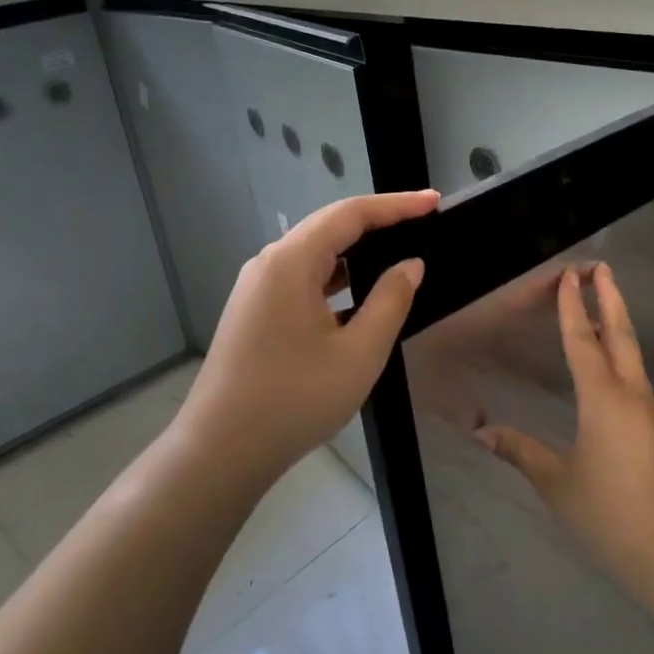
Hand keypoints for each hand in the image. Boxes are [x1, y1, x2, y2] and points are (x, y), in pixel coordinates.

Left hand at [179, 190, 436, 480]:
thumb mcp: (358, 353)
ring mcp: (257, 288)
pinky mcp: (254, 311)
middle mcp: (269, 264)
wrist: (220, 452)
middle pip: (329, 227)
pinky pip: (302, 277)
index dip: (396, 205)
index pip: (350, 214)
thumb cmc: (294, 400)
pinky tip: (360, 290)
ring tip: (398, 251)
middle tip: (423, 222)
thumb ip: (390, 301)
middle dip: (378, 221)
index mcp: (290, 262)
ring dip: (357, 249)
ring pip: (314, 253)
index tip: (434, 202)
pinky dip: (336, 275)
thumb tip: (409, 266)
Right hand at [477, 263, 653, 585]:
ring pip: (632, 354)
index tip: (569, 275)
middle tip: (600, 267)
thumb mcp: (557, 484)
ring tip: (602, 305)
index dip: (574, 307)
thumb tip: (483, 432)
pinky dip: (621, 355)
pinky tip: (611, 365)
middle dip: (609, 297)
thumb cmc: (609, 514)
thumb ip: (522, 452)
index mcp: (603, 399)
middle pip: (620, 334)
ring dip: (617, 323)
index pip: (583, 341)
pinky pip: (636, 378)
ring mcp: (650, 411)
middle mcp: (631, 394)